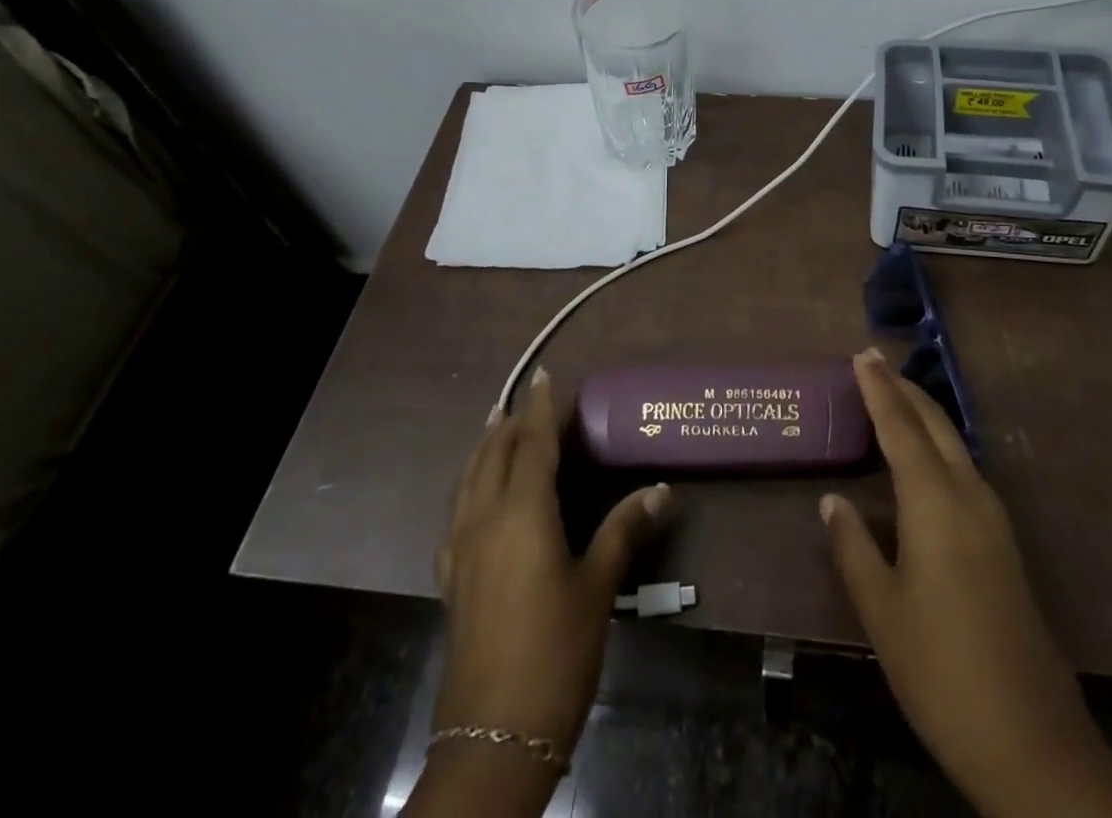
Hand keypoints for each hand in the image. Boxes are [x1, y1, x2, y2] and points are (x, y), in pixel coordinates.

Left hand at [431, 368, 668, 754]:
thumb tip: (661, 488)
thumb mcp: (597, 587)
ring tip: (496, 428)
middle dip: (512, 423)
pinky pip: (457, 514)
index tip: (545, 375)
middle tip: (530, 401)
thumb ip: (624, 530)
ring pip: (469, 481)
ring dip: (485, 449)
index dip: (540, 408)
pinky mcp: (451, 580)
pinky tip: (476, 498)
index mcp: (522, 515)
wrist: (494, 736)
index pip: (532, 445)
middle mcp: (484, 522)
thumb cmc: (556, 652)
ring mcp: (461, 552)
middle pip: (494, 456)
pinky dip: (470, 487)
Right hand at [821, 350, 1111, 817]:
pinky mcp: (1004, 542)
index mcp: (935, 503)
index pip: (900, 428)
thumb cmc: (941, 670)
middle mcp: (969, 496)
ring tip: (895, 398)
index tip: (862, 355)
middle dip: (904, 390)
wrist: (1031, 740)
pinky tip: (928, 458)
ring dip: (924, 414)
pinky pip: (965, 469)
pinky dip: (939, 445)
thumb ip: (853, 547)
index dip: (878, 390)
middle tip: (875, 362)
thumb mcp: (882, 611)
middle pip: (935, 425)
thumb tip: (833, 500)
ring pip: (955, 444)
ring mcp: (994, 519)